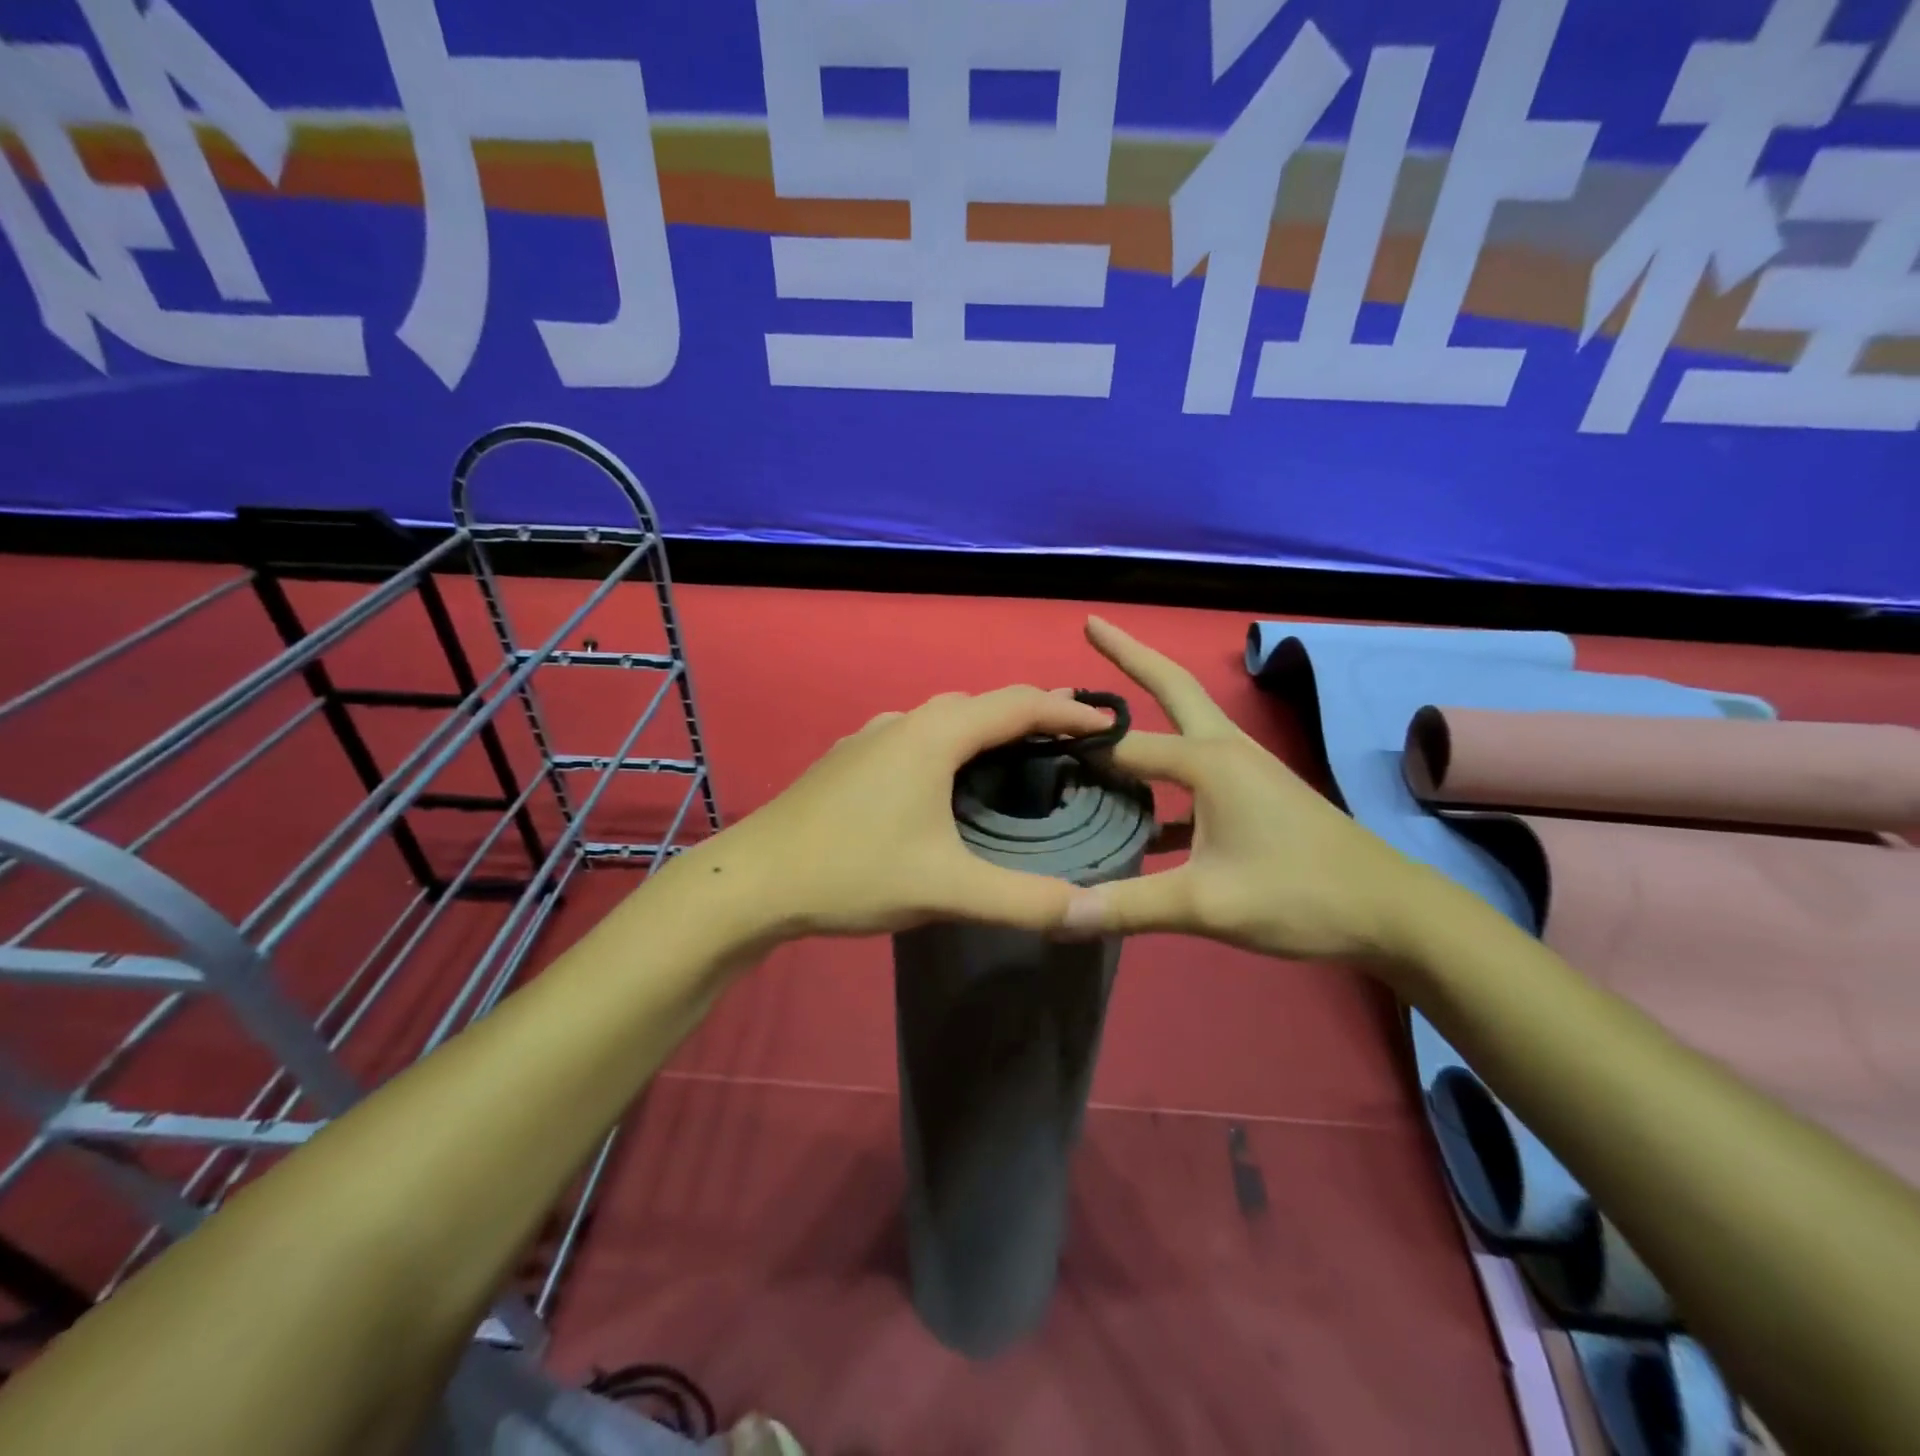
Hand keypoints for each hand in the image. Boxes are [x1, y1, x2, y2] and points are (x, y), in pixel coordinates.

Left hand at [685, 685, 1113, 939]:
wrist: (753, 880)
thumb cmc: (853, 872)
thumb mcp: (946, 890)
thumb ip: (1024, 900)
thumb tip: (1092, 912)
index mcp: (935, 735)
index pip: (1018, 704)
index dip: (1068, 712)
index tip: (1110, 724)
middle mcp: (904, 721)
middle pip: (981, 704)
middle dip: (1030, 715)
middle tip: (1071, 739)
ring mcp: (869, 737)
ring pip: (943, 719)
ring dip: (986, 729)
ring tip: (1017, 756)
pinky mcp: (848, 759)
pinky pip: (915, 737)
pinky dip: (950, 746)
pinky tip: (945, 782)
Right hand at [1061, 617, 1439, 964]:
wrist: (1391, 912)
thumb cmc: (1300, 895)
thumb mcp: (1207, 904)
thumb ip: (1127, 906)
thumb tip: (1054, 916)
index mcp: (1208, 761)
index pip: (1124, 747)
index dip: (1077, 749)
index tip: (1028, 749)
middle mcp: (1224, 750)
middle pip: (1172, 687)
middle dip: (1130, 655)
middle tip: (1092, 626)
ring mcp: (1244, 769)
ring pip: (1184, 724)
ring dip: (1146, 708)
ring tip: (1098, 711)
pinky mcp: (1253, 794)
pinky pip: (1194, 770)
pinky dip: (1162, 773)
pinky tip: (1135, 811)